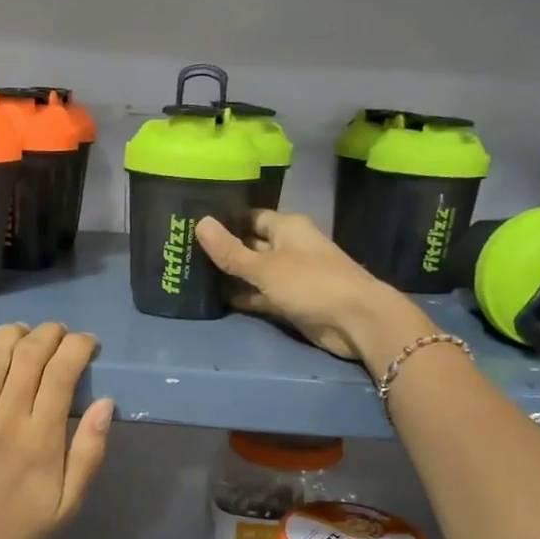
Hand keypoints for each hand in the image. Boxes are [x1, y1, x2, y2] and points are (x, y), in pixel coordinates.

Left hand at [0, 323, 113, 538]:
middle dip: (50, 333)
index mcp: (41, 439)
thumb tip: (106, 403)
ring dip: (13, 333)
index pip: (62, 372)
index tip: (87, 343)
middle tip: (60, 334)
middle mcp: (5, 418)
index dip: (77, 346)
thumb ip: (89, 452)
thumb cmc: (19, 530)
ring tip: (25, 332)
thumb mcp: (69, 503)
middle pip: (29, 355)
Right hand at [195, 210, 431, 361]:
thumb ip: (231, 251)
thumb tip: (199, 222)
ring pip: (253, 271)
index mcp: (286, 227)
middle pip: (250, 244)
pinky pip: (260, 294)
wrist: (356, 321)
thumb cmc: (310, 283)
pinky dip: (243, 296)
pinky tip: (214, 299)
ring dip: (230, 275)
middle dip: (223, 249)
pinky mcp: (290, 301)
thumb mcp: (265, 267)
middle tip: (183, 250)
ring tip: (191, 273)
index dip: (224, 220)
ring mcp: (290, 275)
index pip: (249, 217)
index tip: (192, 224)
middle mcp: (288, 246)